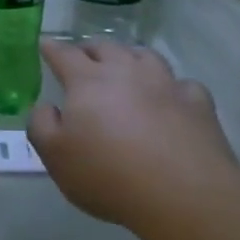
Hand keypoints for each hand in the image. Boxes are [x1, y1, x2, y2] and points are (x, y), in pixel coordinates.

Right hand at [27, 39, 239, 236]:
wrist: (182, 194)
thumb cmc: (107, 175)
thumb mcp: (55, 156)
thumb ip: (41, 124)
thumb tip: (45, 106)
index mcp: (88, 81)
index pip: (64, 54)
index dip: (52, 48)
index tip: (45, 44)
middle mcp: (127, 72)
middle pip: (106, 48)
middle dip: (89, 49)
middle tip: (82, 57)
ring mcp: (166, 84)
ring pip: (145, 56)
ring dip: (130, 57)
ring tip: (125, 67)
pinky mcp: (197, 103)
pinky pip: (182, 84)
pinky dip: (171, 87)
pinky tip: (170, 98)